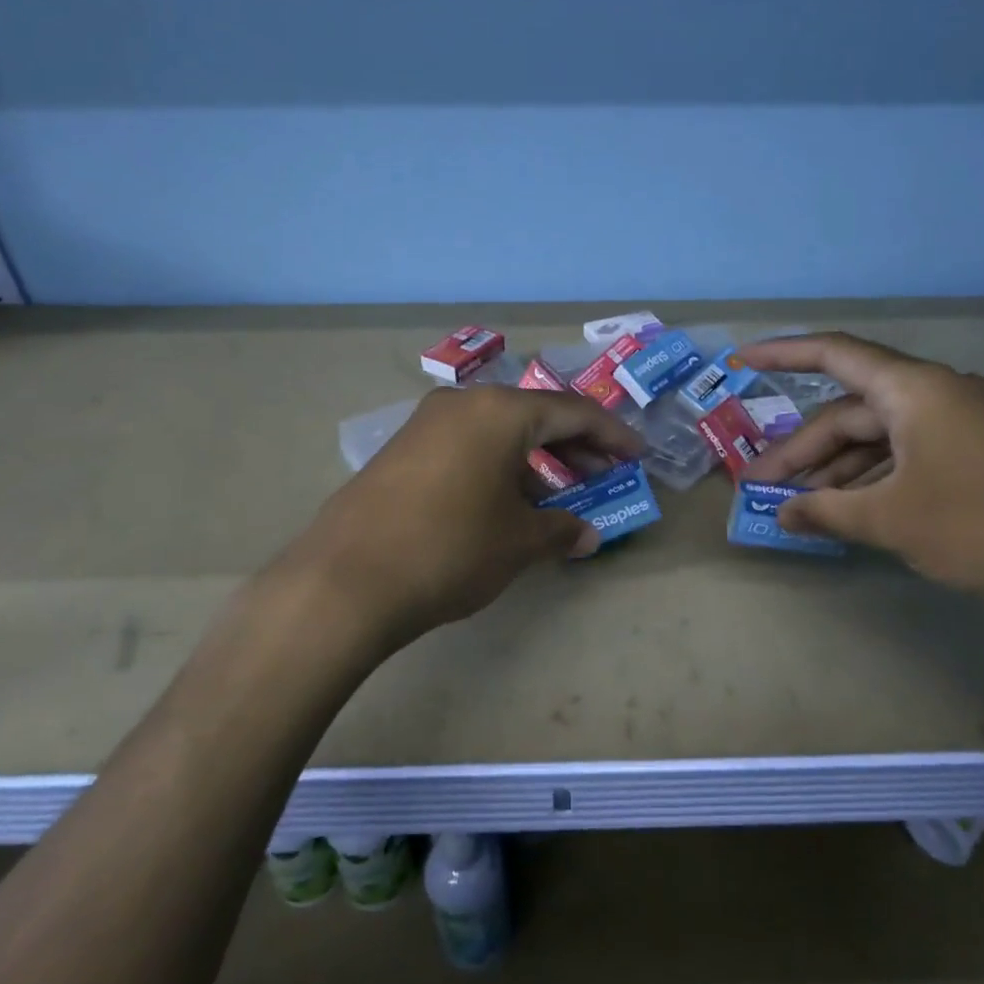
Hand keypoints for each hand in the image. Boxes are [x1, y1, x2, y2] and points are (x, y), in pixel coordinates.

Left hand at [281, 385, 642, 652]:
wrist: (346, 580)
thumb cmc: (451, 549)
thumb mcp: (518, 541)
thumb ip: (560, 531)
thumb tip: (587, 536)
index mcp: (501, 411)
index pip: (573, 412)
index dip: (612, 434)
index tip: (637, 455)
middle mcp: (463, 403)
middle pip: (534, 416)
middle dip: (574, 445)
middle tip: (603, 473)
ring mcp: (425, 424)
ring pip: (497, 431)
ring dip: (533, 459)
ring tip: (556, 495)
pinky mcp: (400, 450)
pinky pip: (465, 446)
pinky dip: (496, 465)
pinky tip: (504, 501)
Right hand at [742, 333, 983, 631]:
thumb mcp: (892, 520)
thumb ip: (827, 511)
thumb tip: (783, 513)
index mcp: (916, 390)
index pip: (834, 355)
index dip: (781, 353)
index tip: (739, 360)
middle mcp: (938, 395)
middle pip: (852, 410)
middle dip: (803, 447)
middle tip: (761, 485)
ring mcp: (963, 424)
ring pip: (880, 436)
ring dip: (837, 468)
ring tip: (799, 504)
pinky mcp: (980, 453)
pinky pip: (909, 454)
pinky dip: (874, 478)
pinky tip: (852, 509)